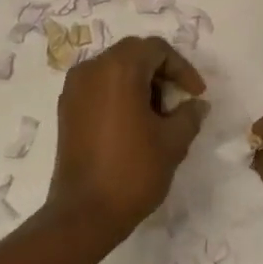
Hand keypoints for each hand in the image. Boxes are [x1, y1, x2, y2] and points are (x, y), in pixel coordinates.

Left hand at [49, 36, 208, 239]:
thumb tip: (197, 104)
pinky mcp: (66, 109)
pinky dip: (119, 93)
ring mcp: (74, 88)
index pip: (156, 49)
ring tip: (158, 114)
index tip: (196, 95)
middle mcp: (92, 69)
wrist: (84, 214)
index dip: (182, 68)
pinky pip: (98, 86)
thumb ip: (189, 115)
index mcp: (118, 69)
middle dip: (160, 72)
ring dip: (139, 82)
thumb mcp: (173, 142)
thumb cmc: (132, 171)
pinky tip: (133, 123)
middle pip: (133, 53)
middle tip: (179, 99)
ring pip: (114, 68)